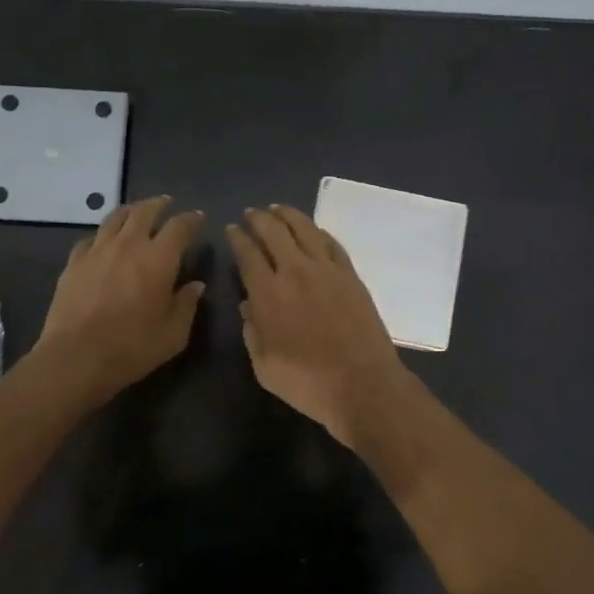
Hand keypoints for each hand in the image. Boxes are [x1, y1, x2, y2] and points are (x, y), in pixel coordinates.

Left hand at [33, 196, 205, 408]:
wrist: (76, 358)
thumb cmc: (132, 348)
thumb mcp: (173, 334)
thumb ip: (187, 305)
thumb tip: (196, 286)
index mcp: (159, 259)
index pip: (179, 227)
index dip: (191, 219)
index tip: (197, 218)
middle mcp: (129, 245)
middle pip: (144, 211)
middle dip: (159, 204)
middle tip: (166, 204)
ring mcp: (97, 251)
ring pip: (115, 218)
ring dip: (130, 211)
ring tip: (136, 213)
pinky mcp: (74, 263)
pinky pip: (90, 239)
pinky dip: (102, 236)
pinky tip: (103, 243)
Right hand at [226, 205, 406, 448]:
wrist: (362, 384)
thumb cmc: (307, 382)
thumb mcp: (264, 366)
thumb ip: (252, 331)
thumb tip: (248, 305)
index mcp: (268, 293)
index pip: (247, 254)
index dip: (237, 238)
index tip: (231, 229)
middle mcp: (296, 272)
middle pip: (274, 232)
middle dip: (258, 219)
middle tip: (251, 214)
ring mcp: (327, 270)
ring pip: (305, 229)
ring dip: (287, 215)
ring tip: (277, 209)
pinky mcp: (351, 275)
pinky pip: (331, 243)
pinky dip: (318, 231)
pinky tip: (312, 230)